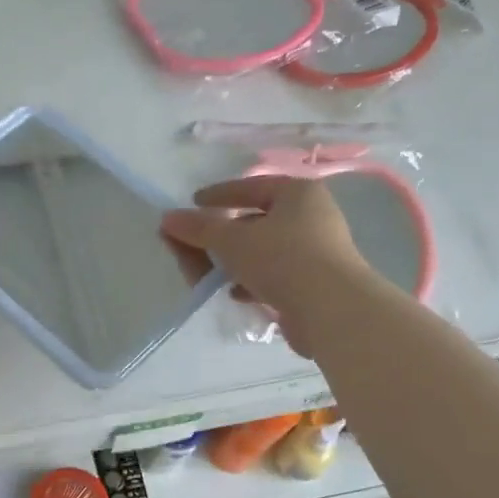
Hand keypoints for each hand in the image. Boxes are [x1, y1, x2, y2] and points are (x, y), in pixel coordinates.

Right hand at [160, 177, 366, 357]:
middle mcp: (312, 217)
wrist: (331, 311)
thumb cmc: (282, 260)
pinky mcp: (314, 284)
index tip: (192, 203)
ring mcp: (316, 253)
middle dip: (220, 235)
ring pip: (263, 251)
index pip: (251, 187)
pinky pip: (274, 276)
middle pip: (255, 221)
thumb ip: (198, 228)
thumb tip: (167, 218)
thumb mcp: (231, 240)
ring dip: (233, 262)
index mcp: (298, 193)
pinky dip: (251, 282)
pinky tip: (235, 294)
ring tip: (206, 275)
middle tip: (192, 244)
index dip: (218, 195)